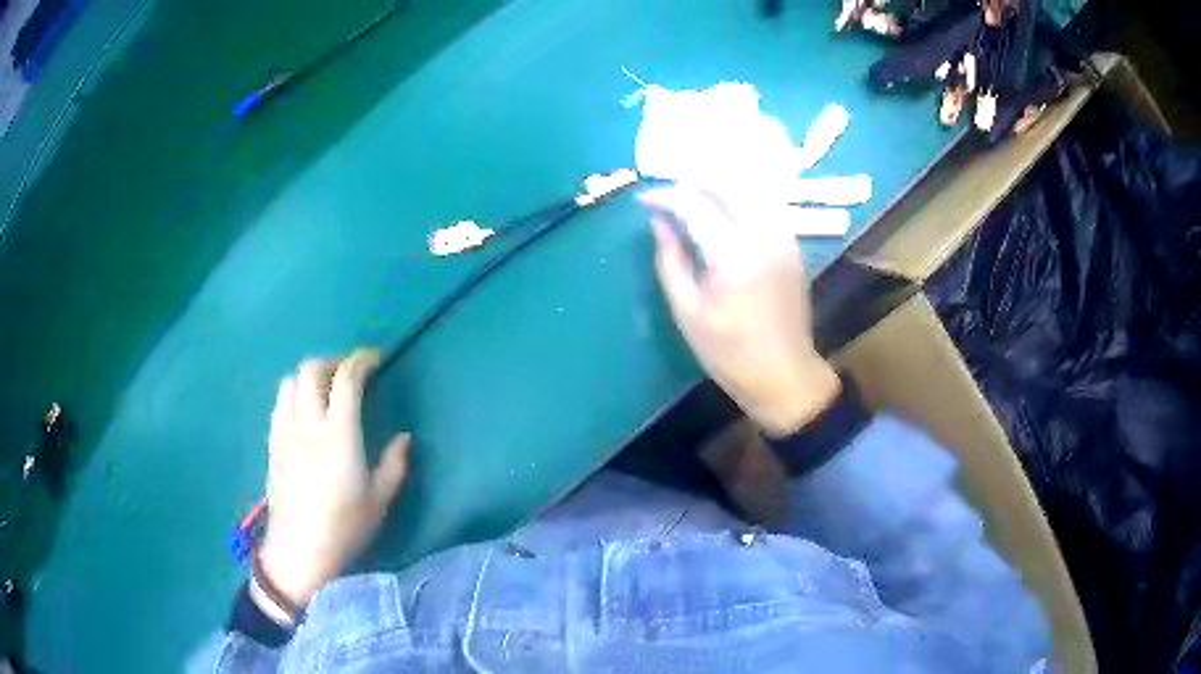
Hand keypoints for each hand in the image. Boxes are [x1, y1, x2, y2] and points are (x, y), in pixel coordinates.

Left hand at [258, 349, 409, 607]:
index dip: (362, 361)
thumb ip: (394, 465)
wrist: (299, 551)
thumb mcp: (379, 501)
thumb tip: (404, 438)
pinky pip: (280, 403)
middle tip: (350, 375)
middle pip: (311, 369)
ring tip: (325, 390)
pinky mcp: (272, 443)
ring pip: (290, 381)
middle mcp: (307, 423)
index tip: (375, 360)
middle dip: (333, 362)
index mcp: (338, 435)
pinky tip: (304, 413)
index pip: (346, 379)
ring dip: (310, 376)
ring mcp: (285, 431)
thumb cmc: (344, 528)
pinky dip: (294, 394)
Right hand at [641, 187, 840, 436]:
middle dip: (695, 180)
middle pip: (730, 186)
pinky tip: (723, 209)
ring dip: (720, 185)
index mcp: (734, 257)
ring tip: (692, 193)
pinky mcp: (793, 247)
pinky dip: (741, 199)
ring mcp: (784, 239)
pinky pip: (766, 207)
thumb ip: (670, 261)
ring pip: (752, 191)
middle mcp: (764, 237)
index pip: (695, 206)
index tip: (643, 198)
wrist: (784, 374)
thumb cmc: (730, 353)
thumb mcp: (688, 313)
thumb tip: (659, 223)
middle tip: (669, 189)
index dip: (665, 197)